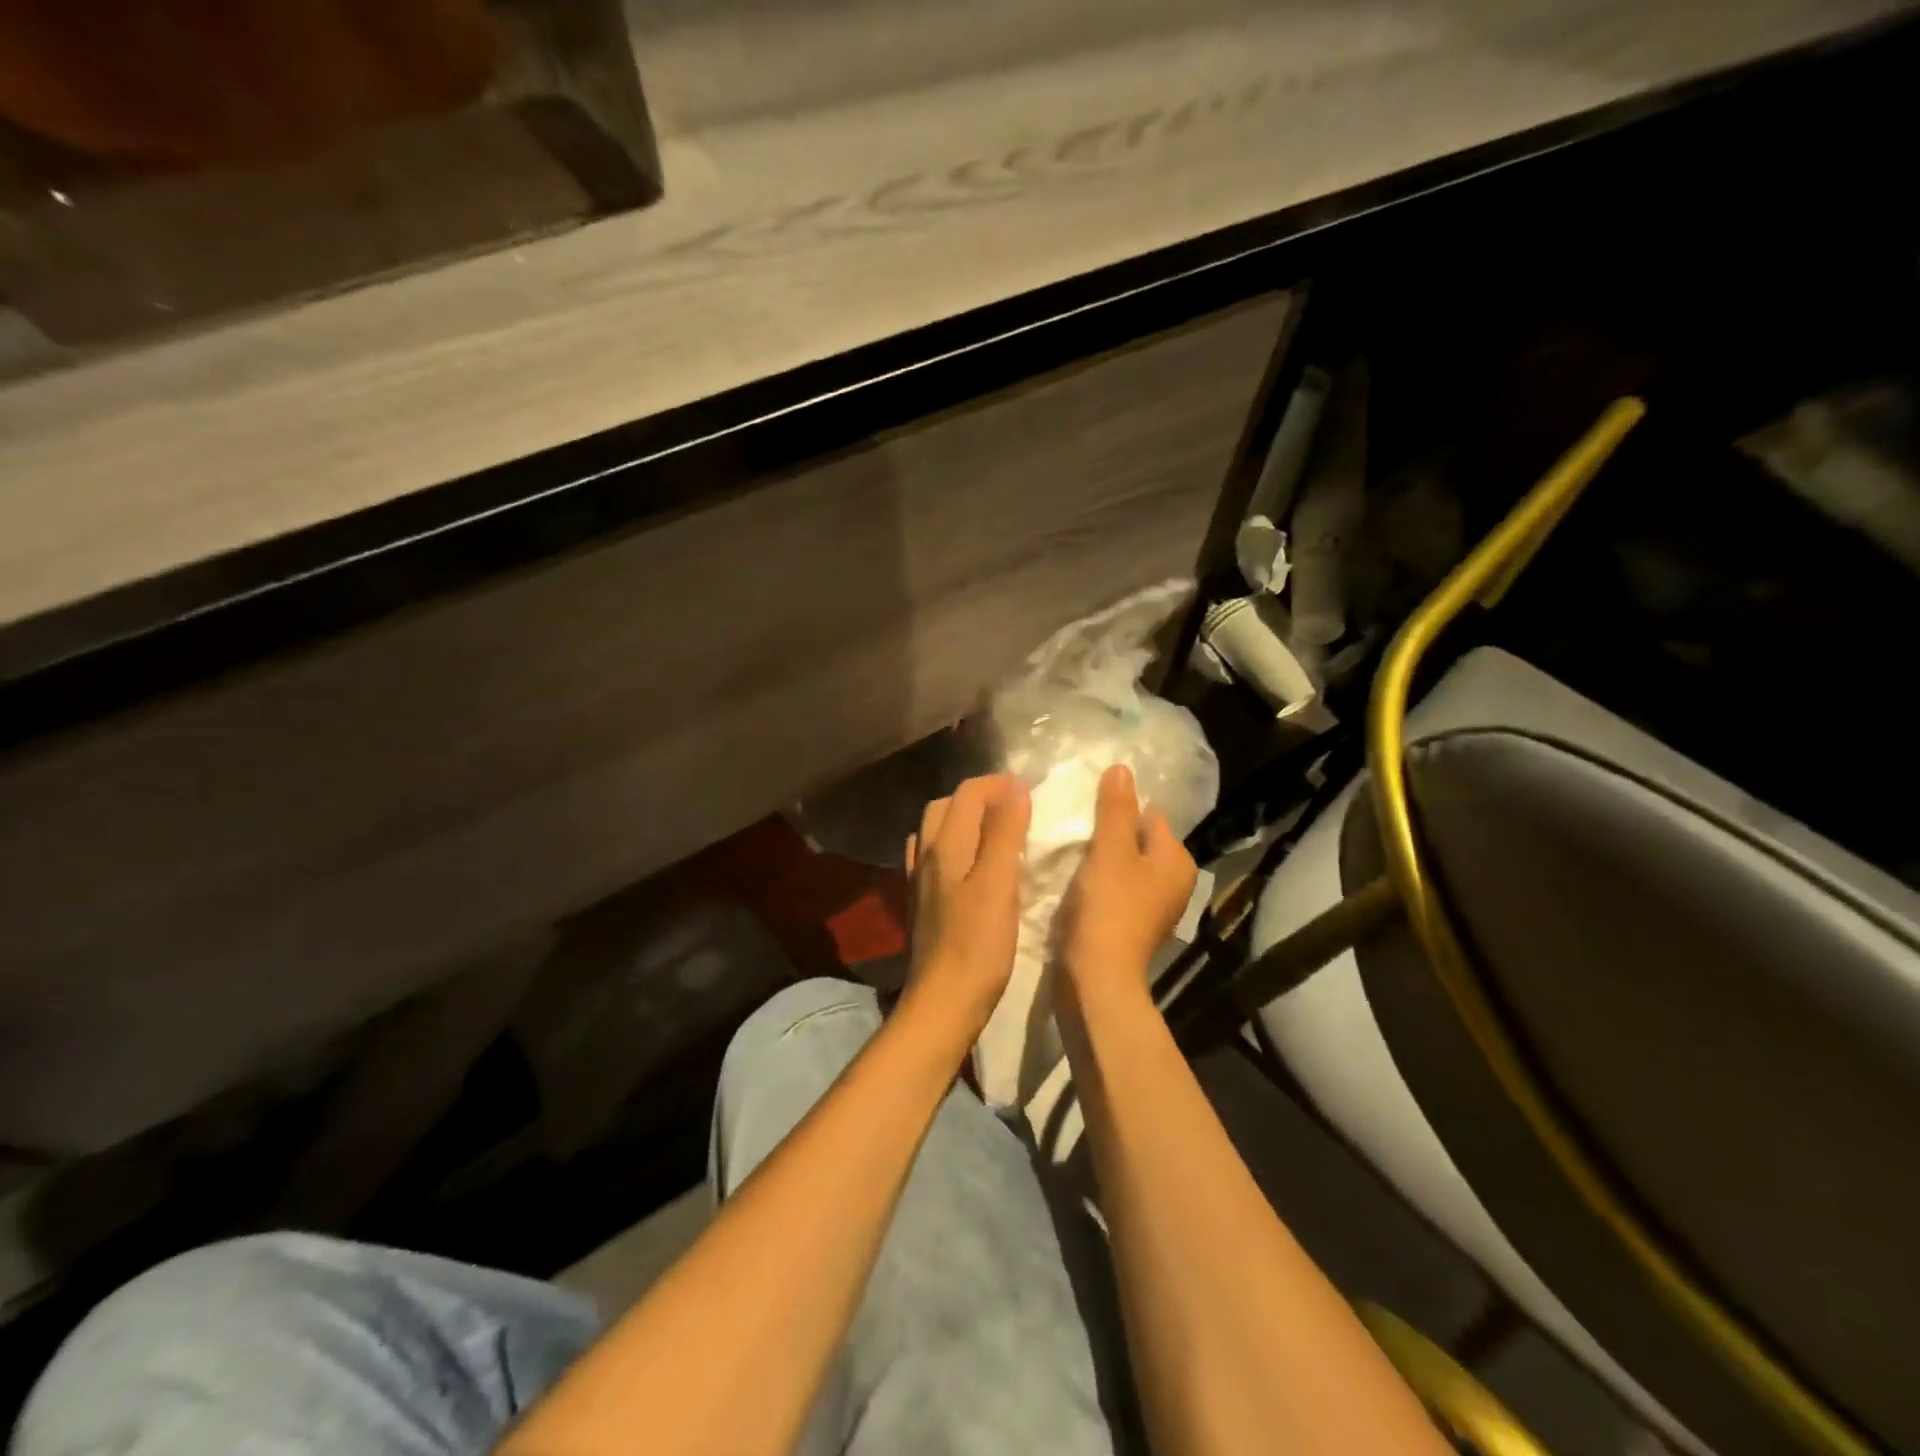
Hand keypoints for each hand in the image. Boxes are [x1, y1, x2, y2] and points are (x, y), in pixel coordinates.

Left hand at [904, 774, 1031, 1033]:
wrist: (943, 1003)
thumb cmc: (977, 945)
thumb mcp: (998, 883)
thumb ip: (1004, 832)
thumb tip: (1014, 788)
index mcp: (945, 845)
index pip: (967, 793)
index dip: (998, 784)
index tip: (1031, 792)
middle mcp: (926, 856)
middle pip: (946, 807)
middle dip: (979, 797)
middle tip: (1015, 807)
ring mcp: (920, 882)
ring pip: (936, 833)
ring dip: (964, 821)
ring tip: (996, 831)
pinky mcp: (922, 905)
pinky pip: (935, 859)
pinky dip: (955, 849)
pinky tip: (973, 867)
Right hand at [1057, 764, 1197, 1011]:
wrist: (1097, 979)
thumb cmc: (1109, 909)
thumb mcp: (1110, 850)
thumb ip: (1115, 808)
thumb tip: (1122, 768)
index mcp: (1177, 861)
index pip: (1148, 816)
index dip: (1117, 812)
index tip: (1085, 815)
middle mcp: (1173, 883)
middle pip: (1134, 841)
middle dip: (1106, 836)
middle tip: (1073, 833)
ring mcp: (1152, 907)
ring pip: (1121, 866)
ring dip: (1097, 860)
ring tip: (1068, 856)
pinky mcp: (1129, 926)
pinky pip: (1113, 890)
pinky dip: (1095, 884)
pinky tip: (1073, 885)